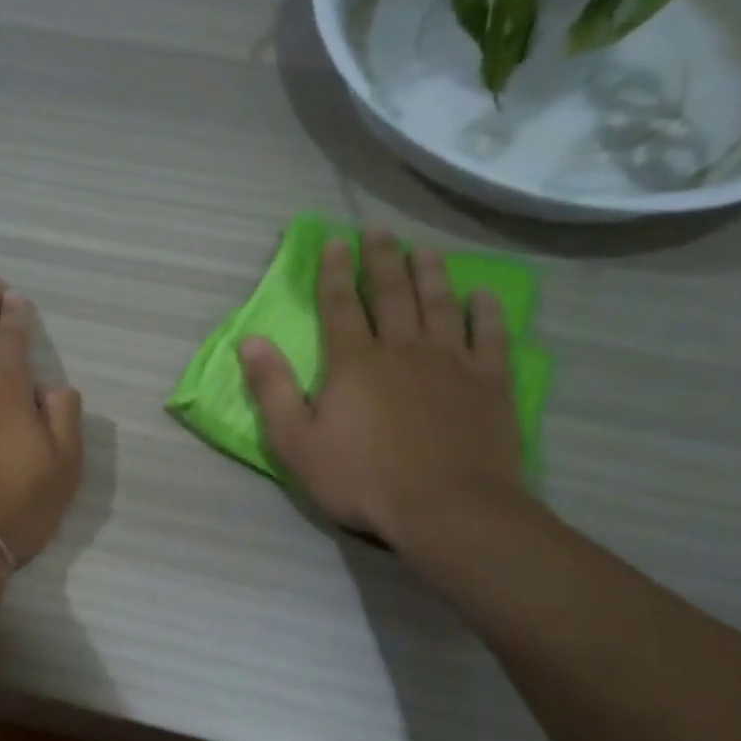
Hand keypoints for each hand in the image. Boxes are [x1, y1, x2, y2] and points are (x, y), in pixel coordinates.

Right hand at [238, 232, 527, 551]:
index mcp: (354, 362)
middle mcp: (403, 349)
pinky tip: (482, 296)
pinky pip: (490, 337)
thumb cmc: (362, 479)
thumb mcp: (296, 443)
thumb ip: (271, 389)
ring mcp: (452, 362)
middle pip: (392, 293)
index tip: (334, 241)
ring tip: (425, 251)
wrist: (446, 509)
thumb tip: (250, 341)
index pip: (339, 304)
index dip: (334, 271)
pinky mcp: (490, 383)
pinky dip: (485, 313)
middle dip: (382, 259)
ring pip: (440, 305)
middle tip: (380, 230)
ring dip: (431, 274)